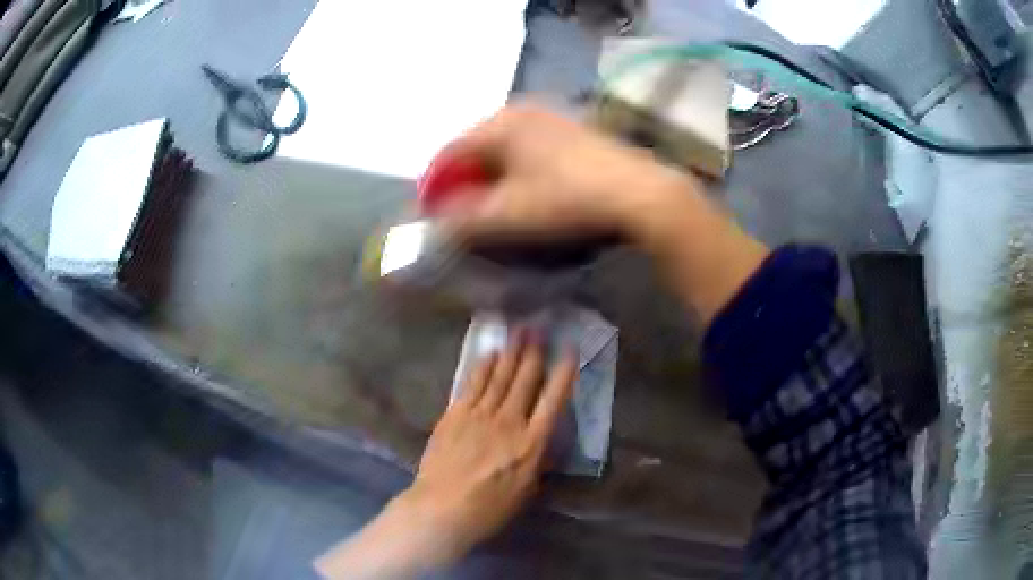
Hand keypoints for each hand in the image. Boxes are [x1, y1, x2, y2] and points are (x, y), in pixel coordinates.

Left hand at [406, 337, 577, 559]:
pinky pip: (473, 383)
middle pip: (525, 379)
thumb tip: (543, 437)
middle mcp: (509, 421)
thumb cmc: (489, 508)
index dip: (564, 372)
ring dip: (512, 351)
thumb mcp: (526, 489)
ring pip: (500, 376)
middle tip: (541, 327)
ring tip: (520, 329)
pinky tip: (490, 353)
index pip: (554, 400)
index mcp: (532, 443)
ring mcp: (480, 414)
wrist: (442, 508)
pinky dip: (483, 366)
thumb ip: (537, 458)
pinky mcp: (456, 414)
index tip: (569, 349)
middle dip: (535, 351)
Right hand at [438, 102, 700, 241]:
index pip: (449, 152)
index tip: (432, 216)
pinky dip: (519, 172)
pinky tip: (529, 193)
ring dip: (492, 178)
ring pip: (505, 149)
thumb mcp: (508, 215)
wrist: (639, 194)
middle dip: (464, 183)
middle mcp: (521, 111)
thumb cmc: (566, 199)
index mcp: (498, 123)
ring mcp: (552, 118)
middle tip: (462, 215)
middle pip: (476, 148)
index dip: (435, 186)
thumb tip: (433, 224)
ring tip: (494, 209)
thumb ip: (461, 220)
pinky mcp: (574, 131)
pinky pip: (530, 150)